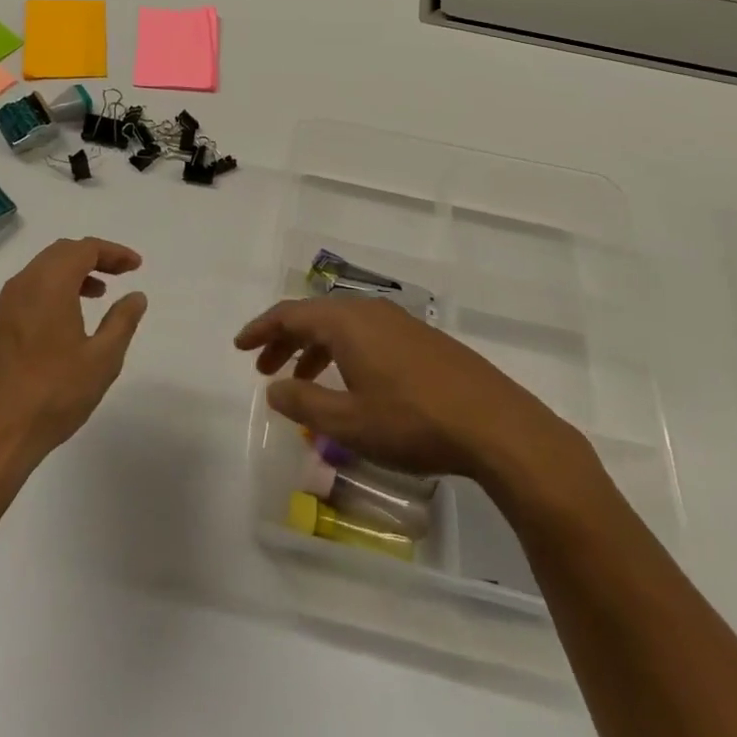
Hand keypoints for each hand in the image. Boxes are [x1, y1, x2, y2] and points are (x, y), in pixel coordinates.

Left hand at [0, 237, 147, 472]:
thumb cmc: (53, 394)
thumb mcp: (101, 359)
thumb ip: (122, 321)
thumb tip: (136, 295)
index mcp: (49, 284)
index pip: (85, 249)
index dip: (113, 252)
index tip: (136, 266)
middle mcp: (24, 284)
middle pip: (62, 252)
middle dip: (94, 257)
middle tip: (121, 273)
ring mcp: (6, 305)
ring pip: (44, 269)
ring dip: (73, 272)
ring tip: (99, 294)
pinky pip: (30, 289)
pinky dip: (55, 288)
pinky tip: (69, 318)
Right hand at [234, 296, 594, 489]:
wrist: (496, 425)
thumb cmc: (413, 422)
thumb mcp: (348, 423)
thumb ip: (304, 404)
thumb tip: (273, 389)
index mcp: (346, 322)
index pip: (290, 314)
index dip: (261, 330)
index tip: (240, 346)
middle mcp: (370, 312)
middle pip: (315, 317)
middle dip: (286, 341)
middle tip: (265, 370)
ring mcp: (400, 323)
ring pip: (343, 327)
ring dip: (315, 350)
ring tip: (303, 383)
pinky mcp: (423, 340)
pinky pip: (367, 336)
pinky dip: (344, 354)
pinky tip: (351, 385)